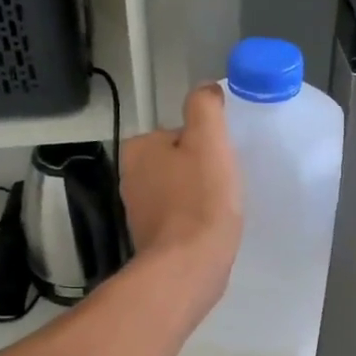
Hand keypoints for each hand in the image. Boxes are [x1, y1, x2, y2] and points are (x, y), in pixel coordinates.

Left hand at [119, 82, 243, 306]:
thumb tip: (206, 90)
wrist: (189, 266)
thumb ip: (205, 107)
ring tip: (221, 209)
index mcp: (138, 148)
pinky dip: (194, 220)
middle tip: (225, 185)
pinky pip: (179, 218)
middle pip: (179, 161)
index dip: (207, 144)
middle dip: (202, 171)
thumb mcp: (208, 140)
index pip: (179, 133)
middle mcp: (130, 177)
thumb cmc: (201, 200)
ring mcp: (138, 211)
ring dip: (200, 196)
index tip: (222, 162)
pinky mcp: (151, 239)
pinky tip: (211, 229)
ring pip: (179, 190)